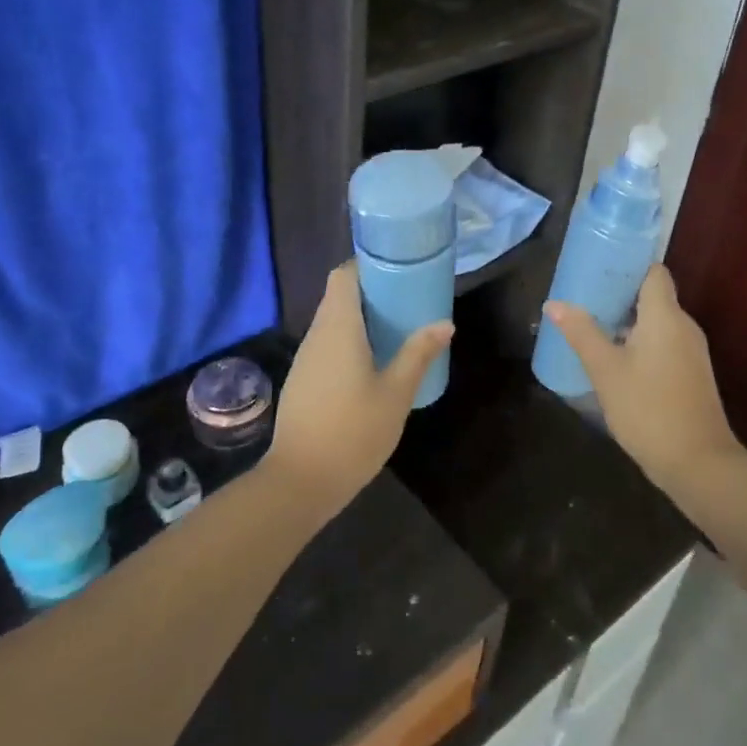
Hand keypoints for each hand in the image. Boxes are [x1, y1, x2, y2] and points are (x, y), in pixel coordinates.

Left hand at [268, 262, 452, 508]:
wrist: (301, 480)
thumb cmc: (353, 430)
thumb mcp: (396, 392)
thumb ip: (418, 354)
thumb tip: (444, 323)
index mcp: (338, 327)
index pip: (343, 275)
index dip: (367, 265)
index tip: (397, 270)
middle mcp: (316, 334)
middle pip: (338, 296)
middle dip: (370, 292)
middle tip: (406, 300)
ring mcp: (305, 358)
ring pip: (331, 322)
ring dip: (360, 319)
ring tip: (395, 329)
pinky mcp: (302, 380)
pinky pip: (326, 345)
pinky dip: (348, 342)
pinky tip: (372, 363)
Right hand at [545, 265, 739, 481]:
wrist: (697, 463)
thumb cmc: (648, 408)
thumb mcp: (606, 370)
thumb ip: (581, 333)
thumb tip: (554, 303)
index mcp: (666, 316)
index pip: (653, 272)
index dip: (627, 265)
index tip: (598, 267)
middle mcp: (684, 327)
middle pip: (652, 296)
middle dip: (619, 294)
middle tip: (583, 297)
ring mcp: (690, 352)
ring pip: (656, 322)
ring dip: (626, 321)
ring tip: (591, 324)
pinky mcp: (689, 374)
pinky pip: (662, 343)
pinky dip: (638, 342)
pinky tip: (612, 357)